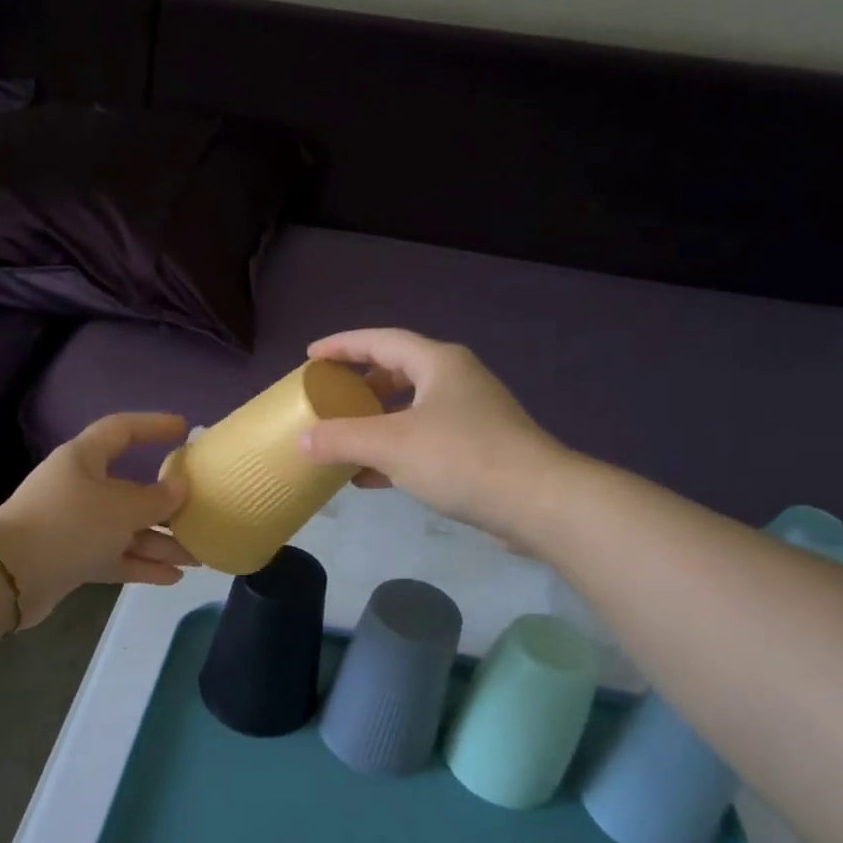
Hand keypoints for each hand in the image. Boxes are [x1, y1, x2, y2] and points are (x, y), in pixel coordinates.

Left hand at [0, 413, 197, 626]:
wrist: (8, 577)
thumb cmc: (69, 525)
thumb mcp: (120, 509)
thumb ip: (156, 499)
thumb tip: (181, 487)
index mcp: (84, 459)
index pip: (121, 430)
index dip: (153, 426)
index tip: (184, 429)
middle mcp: (78, 487)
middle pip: (129, 489)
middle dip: (166, 507)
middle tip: (200, 514)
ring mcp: (74, 524)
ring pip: (125, 529)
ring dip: (159, 543)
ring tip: (196, 557)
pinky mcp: (71, 557)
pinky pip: (113, 555)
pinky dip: (140, 564)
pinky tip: (172, 577)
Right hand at [297, 329, 567, 547]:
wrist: (538, 502)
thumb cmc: (461, 458)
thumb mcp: (391, 445)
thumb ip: (342, 439)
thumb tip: (303, 440)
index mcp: (439, 363)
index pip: (381, 340)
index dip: (343, 345)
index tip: (312, 356)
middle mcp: (457, 381)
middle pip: (399, 371)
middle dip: (361, 384)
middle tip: (330, 396)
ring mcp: (471, 415)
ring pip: (412, 409)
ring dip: (377, 421)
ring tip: (344, 437)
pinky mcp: (478, 449)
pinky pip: (425, 439)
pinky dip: (395, 450)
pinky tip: (371, 477)